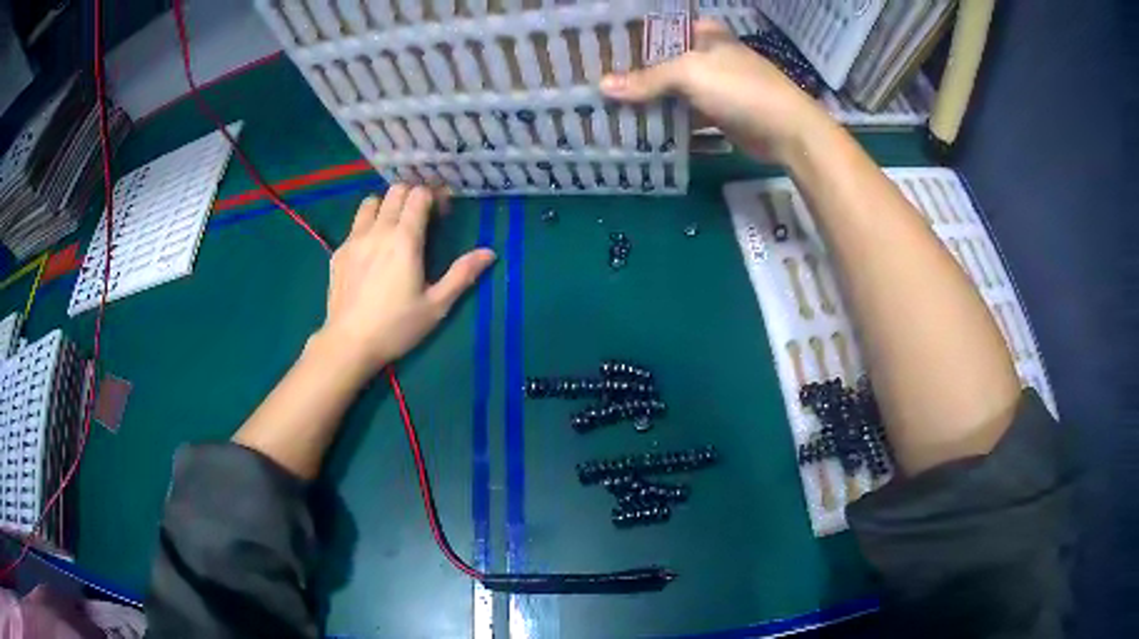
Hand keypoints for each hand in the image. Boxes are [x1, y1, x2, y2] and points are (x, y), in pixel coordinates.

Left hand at [317, 185, 495, 374]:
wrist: (349, 343)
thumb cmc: (396, 326)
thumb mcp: (436, 306)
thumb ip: (462, 275)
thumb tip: (490, 253)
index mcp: (405, 239)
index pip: (419, 195)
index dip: (433, 197)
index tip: (441, 213)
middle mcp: (378, 230)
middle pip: (395, 191)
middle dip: (412, 195)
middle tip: (422, 216)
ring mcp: (354, 239)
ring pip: (371, 202)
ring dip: (386, 205)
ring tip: (394, 225)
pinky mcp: (339, 252)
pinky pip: (355, 225)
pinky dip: (368, 224)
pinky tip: (372, 249)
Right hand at [600, 19, 827, 161]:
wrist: (788, 132)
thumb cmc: (740, 88)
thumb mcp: (690, 74)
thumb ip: (647, 79)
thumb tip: (602, 86)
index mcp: (704, 34)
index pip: (660, 29)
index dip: (631, 37)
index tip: (600, 48)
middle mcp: (708, 56)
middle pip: (663, 61)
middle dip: (633, 72)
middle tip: (596, 80)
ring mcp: (714, 86)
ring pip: (672, 90)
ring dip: (647, 100)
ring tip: (608, 106)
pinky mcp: (719, 114)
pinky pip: (685, 115)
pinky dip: (666, 122)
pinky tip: (639, 129)